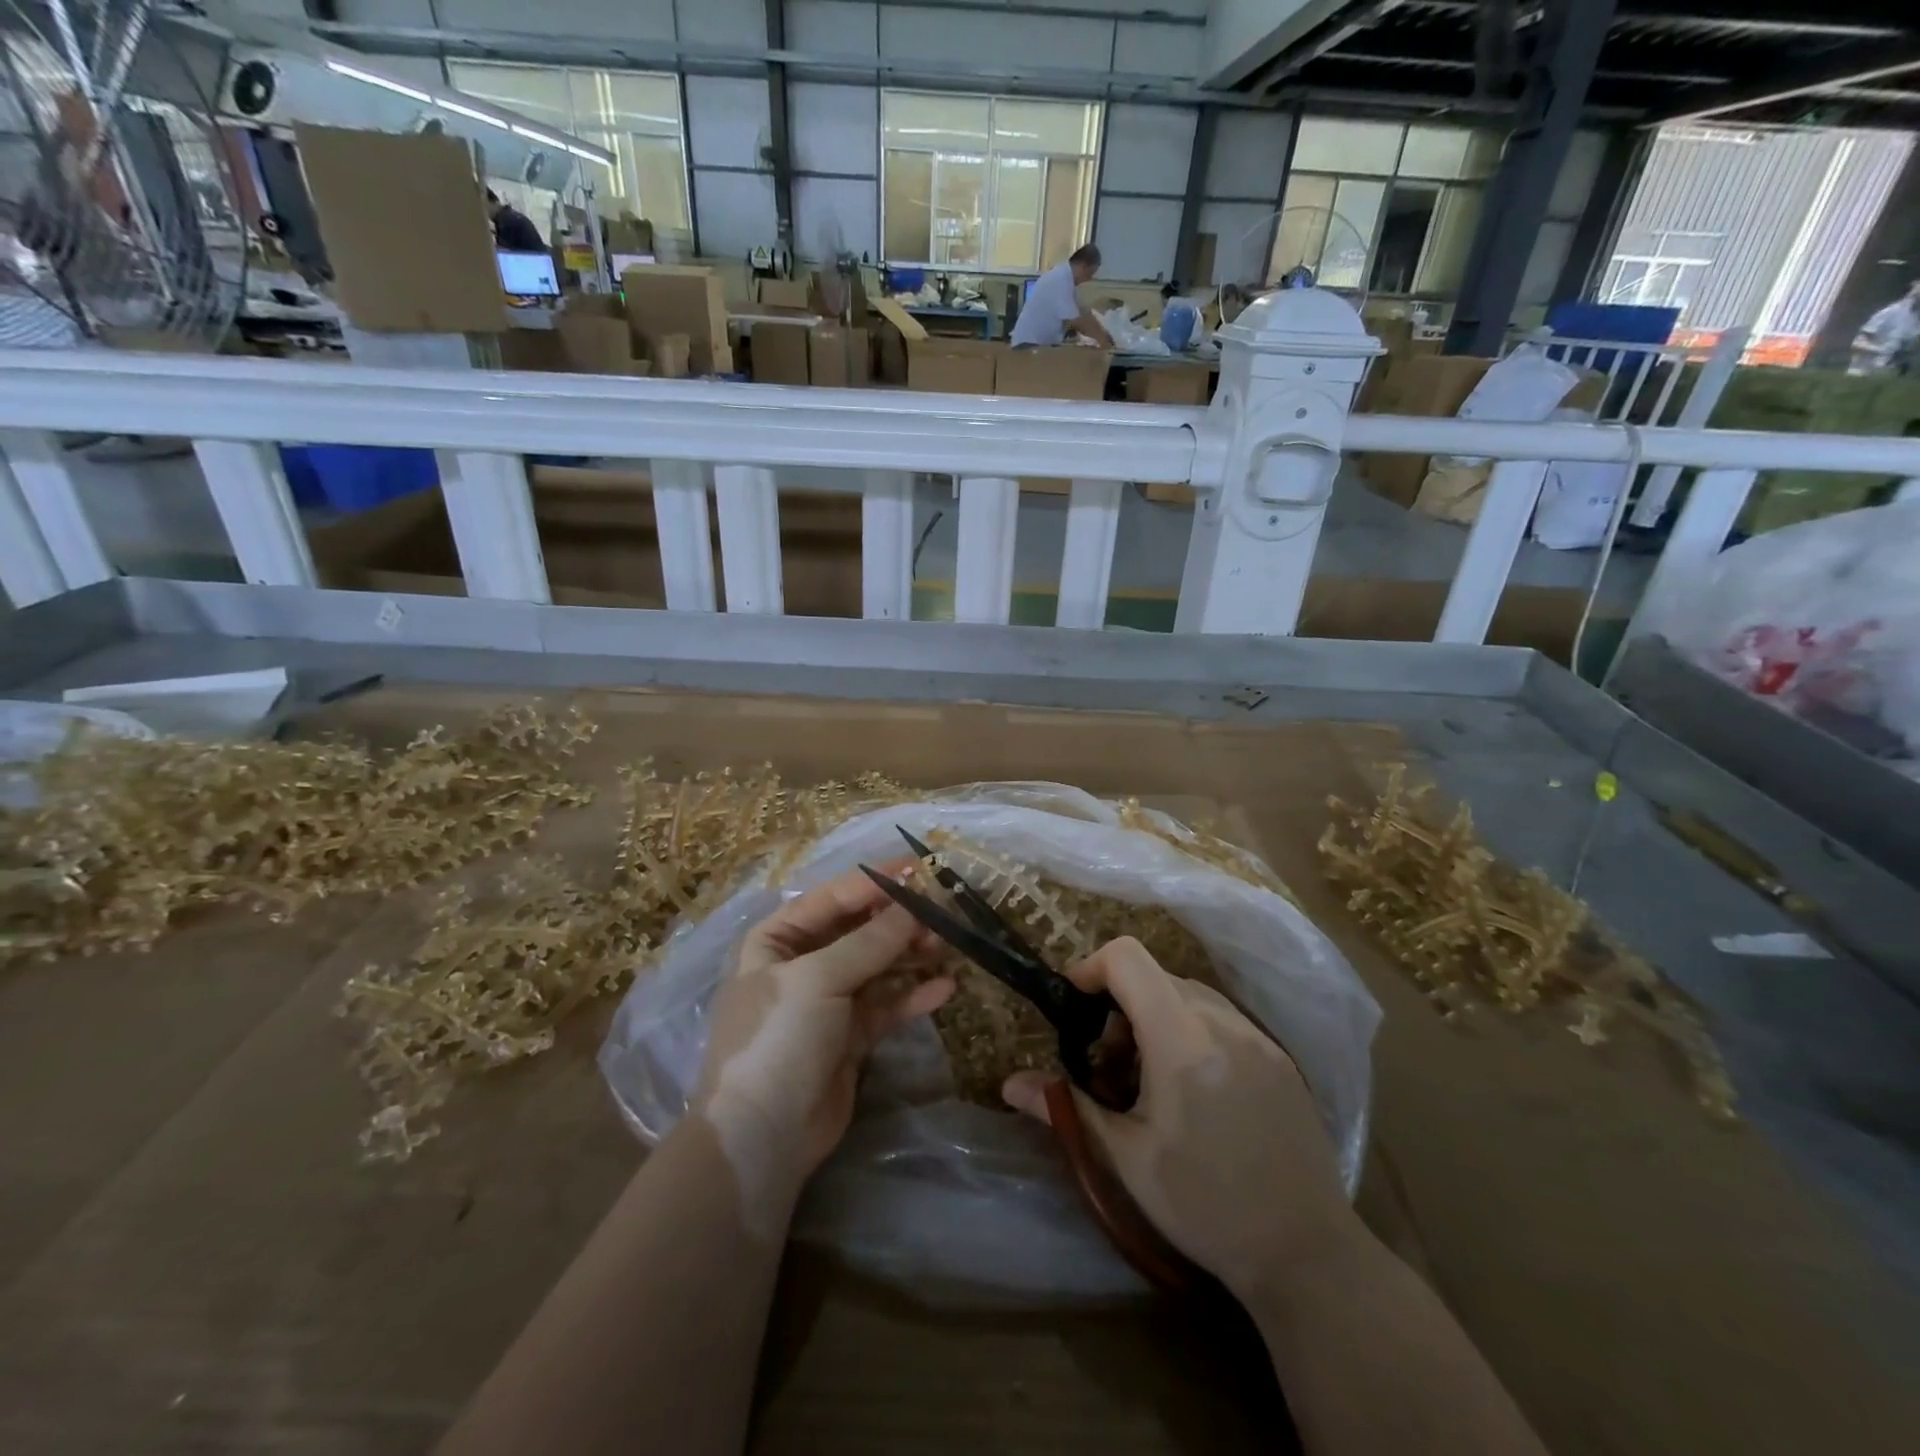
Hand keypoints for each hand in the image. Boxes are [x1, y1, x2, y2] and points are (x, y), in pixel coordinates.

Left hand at [692, 865, 952, 1204]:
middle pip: (859, 929)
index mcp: (778, 938)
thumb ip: (871, 940)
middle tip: (943, 913)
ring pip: (878, 965)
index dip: (876, 880)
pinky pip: (887, 1004)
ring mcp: (827, 1000)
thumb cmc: (778, 1038)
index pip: (833, 896)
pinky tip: (945, 989)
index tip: (920, 867)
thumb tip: (915, 904)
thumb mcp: (819, 979)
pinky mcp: (850, 1035)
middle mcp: (802, 963)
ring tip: (948, 946)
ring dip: (910, 954)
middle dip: (899, 920)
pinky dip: (913, 995)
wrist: (762, 1137)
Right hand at [1003, 937, 1355, 1299]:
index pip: (1128, 958)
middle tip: (1107, 1064)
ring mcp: (1258, 1037)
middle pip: (1156, 976)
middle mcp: (1223, 1023)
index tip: (1074, 1007)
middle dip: (1120, 1005)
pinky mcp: (1279, 1057)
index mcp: (1181, 1041)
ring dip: (1155, 1016)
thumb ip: (1067, 1108)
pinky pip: (1222, 1018)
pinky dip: (1190, 1030)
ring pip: (1189, 994)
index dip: (1091, 968)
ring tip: (1148, 1080)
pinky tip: (1193, 1090)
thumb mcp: (1126, 1159)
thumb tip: (1010, 1084)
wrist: (1307, 1255)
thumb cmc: (1205, 1206)